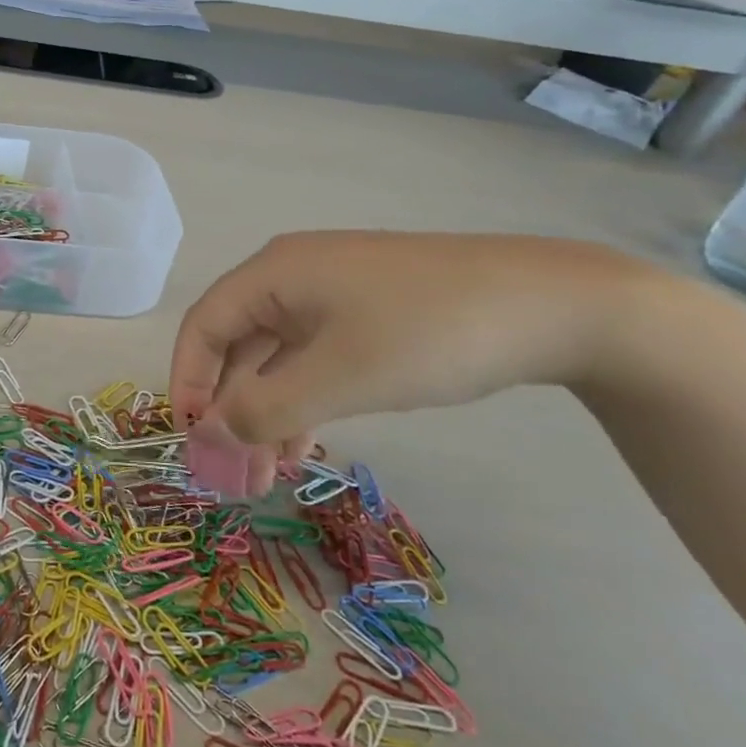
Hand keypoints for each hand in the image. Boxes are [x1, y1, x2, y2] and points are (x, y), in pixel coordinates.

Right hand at [169, 232, 635, 495]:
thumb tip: (206, 438)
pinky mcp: (366, 313)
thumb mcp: (340, 377)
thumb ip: (263, 410)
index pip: (203, 326)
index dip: (186, 383)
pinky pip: (312, 358)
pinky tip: (307, 442)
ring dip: (265, 411)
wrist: (558, 306)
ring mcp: (332, 294)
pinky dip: (301, 400)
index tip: (191, 442)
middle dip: (228, 408)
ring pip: (275, 356)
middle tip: (234, 472)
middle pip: (235, 343)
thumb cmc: (429, 333)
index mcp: (273, 273)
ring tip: (269, 472)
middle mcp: (292, 276)